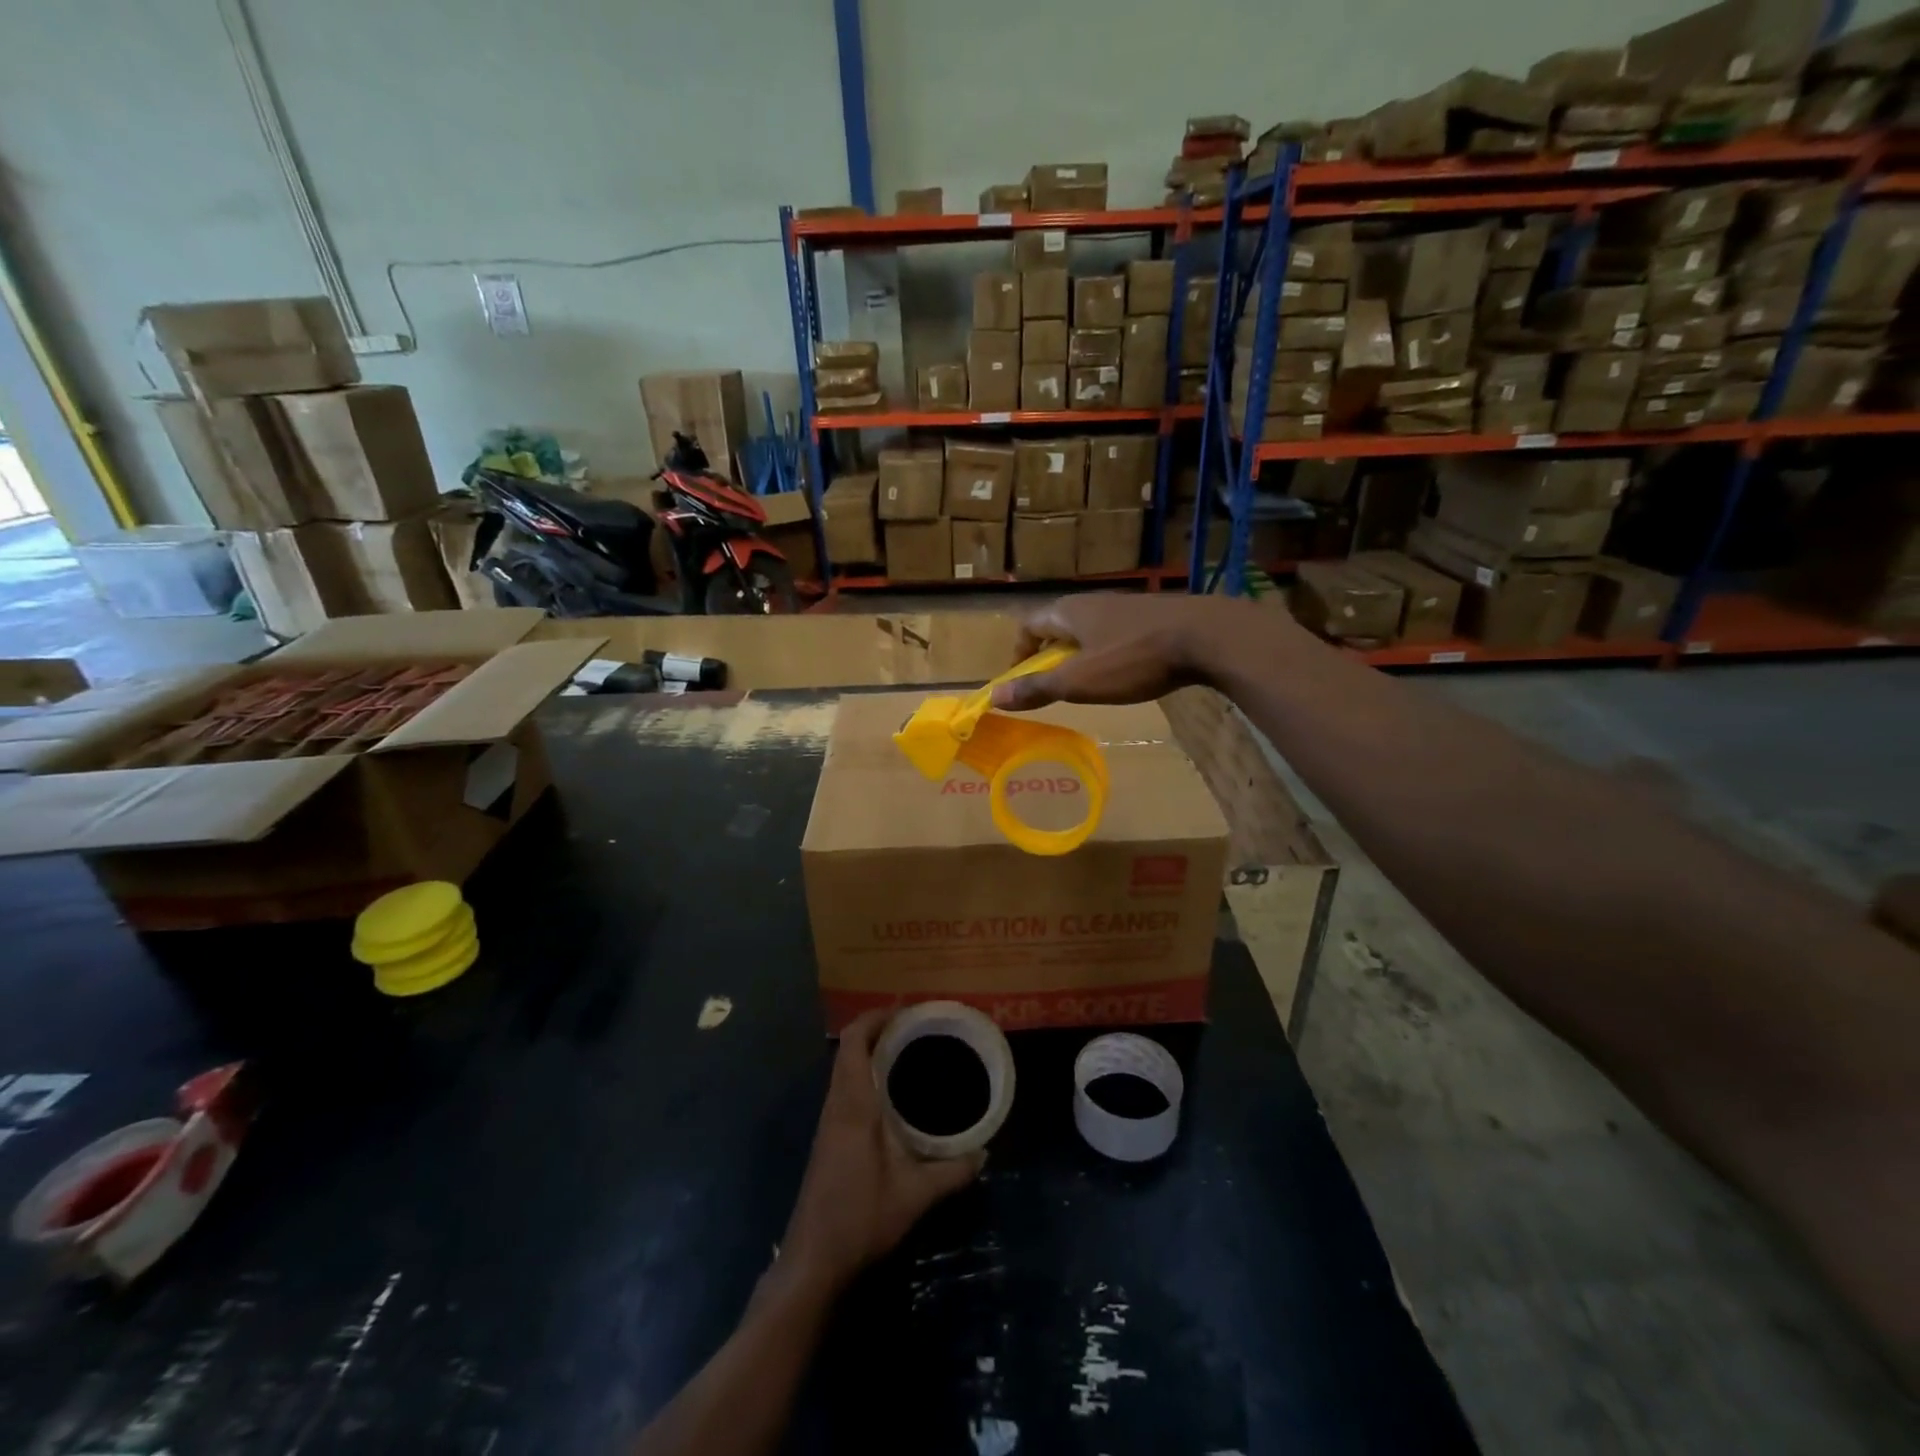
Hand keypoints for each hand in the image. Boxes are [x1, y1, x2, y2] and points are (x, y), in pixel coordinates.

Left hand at [778, 1011, 983, 1292]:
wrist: (812, 1262)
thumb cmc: (860, 1219)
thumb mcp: (914, 1196)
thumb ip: (952, 1172)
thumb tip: (984, 1153)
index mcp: (853, 1105)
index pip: (853, 1042)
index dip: (875, 1018)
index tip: (905, 1010)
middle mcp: (836, 1105)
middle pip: (847, 1049)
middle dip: (877, 1030)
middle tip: (915, 1027)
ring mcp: (829, 1123)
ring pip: (844, 1069)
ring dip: (869, 1053)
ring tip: (907, 1051)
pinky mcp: (828, 1139)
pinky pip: (845, 1089)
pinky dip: (865, 1075)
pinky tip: (891, 1094)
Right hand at [989, 593, 1277, 711]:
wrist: (1206, 636)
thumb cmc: (1133, 659)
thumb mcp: (1079, 681)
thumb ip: (1037, 689)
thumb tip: (994, 698)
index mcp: (1069, 612)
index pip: (1029, 625)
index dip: (1019, 652)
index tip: (1019, 680)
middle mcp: (1093, 602)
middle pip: (1059, 625)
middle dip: (1049, 654)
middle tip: (1052, 685)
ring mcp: (1126, 606)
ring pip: (1090, 629)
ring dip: (1080, 654)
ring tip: (1087, 683)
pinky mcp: (1153, 616)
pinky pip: (1117, 633)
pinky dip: (1109, 652)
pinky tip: (1126, 673)